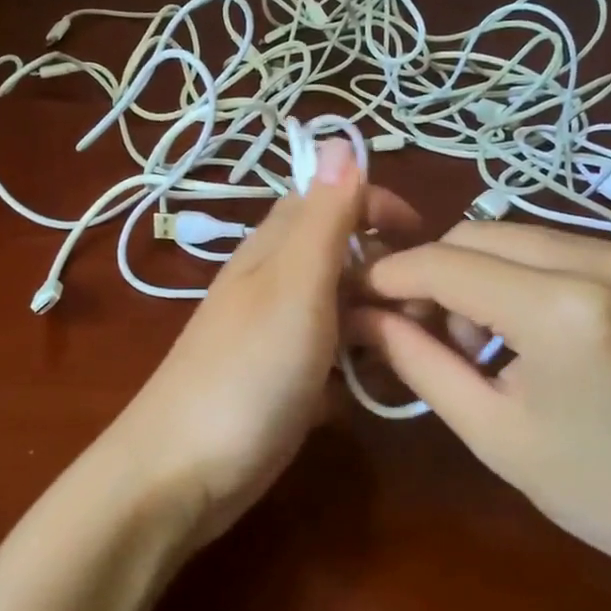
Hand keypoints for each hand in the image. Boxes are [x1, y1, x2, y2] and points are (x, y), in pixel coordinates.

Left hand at [109, 139, 418, 547]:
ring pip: (341, 311)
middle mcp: (274, 284)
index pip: (328, 199)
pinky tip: (372, 392)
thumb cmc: (247, 372)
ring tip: (409, 354)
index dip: (376, 206)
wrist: (182, 473)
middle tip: (428, 311)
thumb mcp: (295, 286)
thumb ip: (323, 218)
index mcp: (274, 249)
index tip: (424, 239)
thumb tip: (339, 137)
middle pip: (341, 257)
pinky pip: (332, 360)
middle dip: (387, 273)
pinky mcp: (282, 382)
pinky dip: (357, 369)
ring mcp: (277, 336)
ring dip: (378, 323)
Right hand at [352, 223, 610, 584]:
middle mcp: (605, 260)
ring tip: (479, 341)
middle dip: (434, 275)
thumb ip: (417, 361)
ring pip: (514, 235)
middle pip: (477, 235)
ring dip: (476, 274)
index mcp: (564, 311)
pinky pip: (554, 246)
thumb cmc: (600, 490)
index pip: (447, 264)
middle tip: (423, 331)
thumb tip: (362, 316)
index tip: (357, 294)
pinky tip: (525, 328)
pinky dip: (519, 275)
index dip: (392, 275)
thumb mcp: (491, 432)